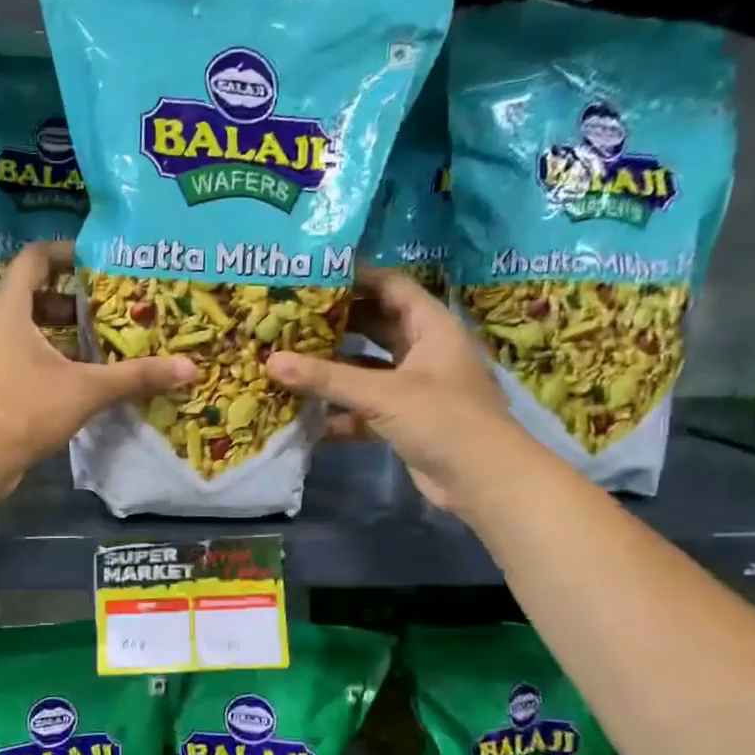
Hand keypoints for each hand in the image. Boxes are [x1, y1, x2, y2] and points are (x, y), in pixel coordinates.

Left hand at [0, 241, 196, 489]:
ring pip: (21, 327)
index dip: (64, 253)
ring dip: (55, 329)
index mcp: (8, 309)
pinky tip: (70, 375)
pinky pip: (13, 352)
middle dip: (68, 299)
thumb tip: (190, 368)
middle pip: (29, 293)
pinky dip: (41, 354)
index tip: (95, 260)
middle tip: (103, 306)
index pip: (33, 259)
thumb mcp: (87, 390)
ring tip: (92, 342)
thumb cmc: (27, 409)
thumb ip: (136, 376)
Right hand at [264, 270, 521, 513]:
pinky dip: (338, 411)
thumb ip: (326, 377)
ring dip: (332, 369)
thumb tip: (270, 361)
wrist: (484, 480)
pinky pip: (363, 407)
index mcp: (431, 326)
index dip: (355, 277)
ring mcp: (413, 387)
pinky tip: (304, 415)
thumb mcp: (382, 394)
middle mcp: (423, 350)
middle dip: (334, 323)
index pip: (390, 287)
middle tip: (288, 317)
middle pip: (374, 325)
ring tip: (287, 359)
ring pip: (365, 368)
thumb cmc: (444, 419)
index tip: (311, 273)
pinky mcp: (403, 420)